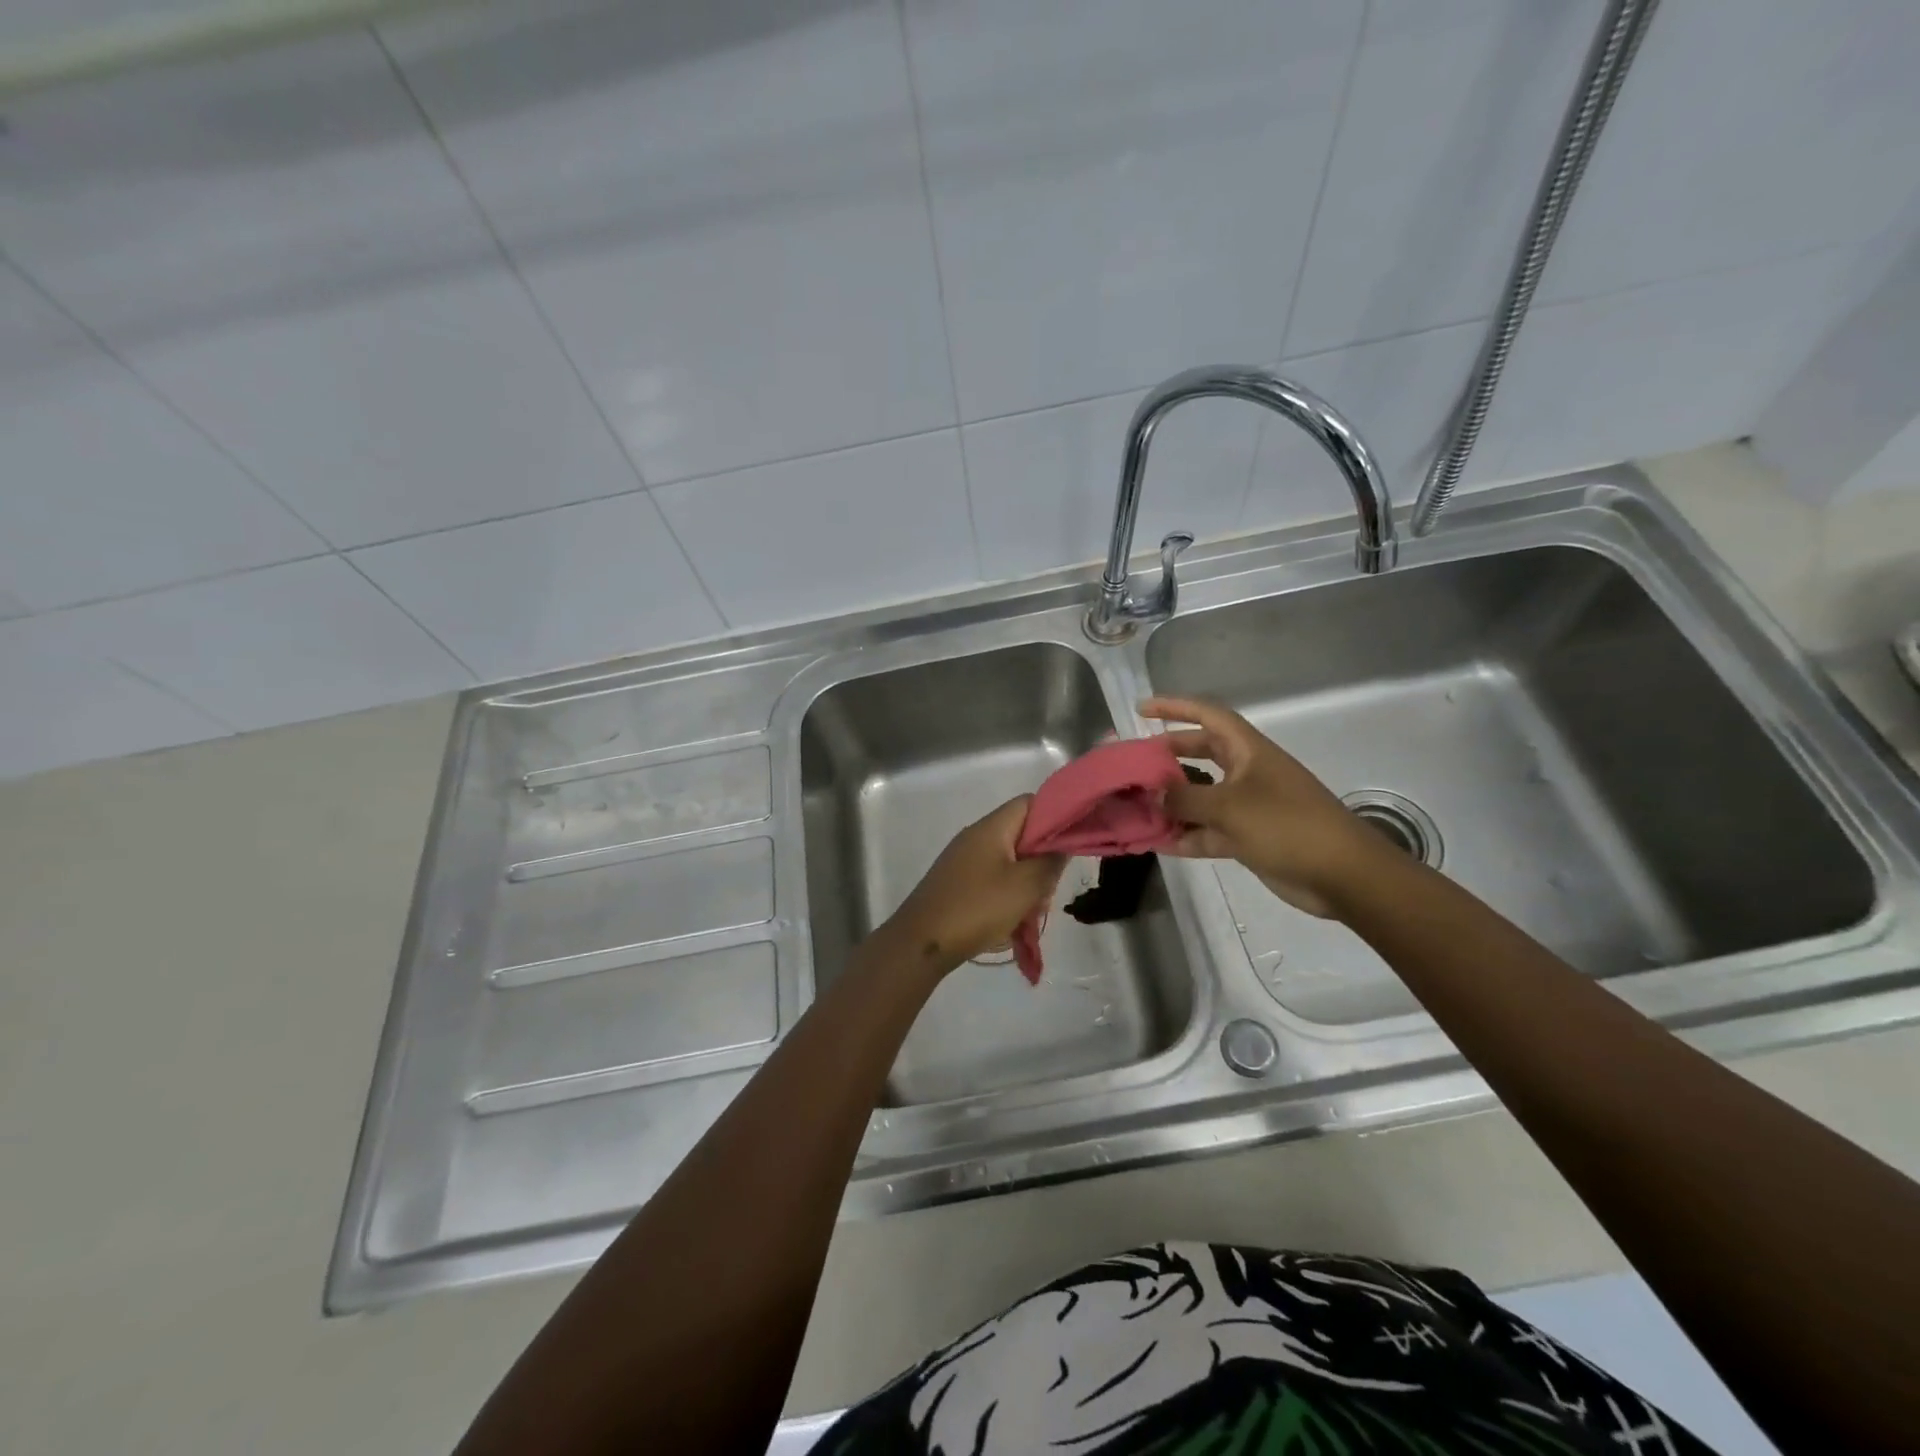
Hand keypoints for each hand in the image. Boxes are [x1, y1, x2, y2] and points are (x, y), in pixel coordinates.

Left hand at [879, 798, 1065, 973]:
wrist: (921, 943)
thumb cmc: (977, 908)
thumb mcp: (1025, 886)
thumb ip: (1050, 861)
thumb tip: (1062, 844)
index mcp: (991, 828)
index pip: (1030, 803)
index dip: (1055, 816)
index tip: (1073, 842)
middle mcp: (976, 837)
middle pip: (1021, 834)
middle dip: (1042, 860)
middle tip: (1050, 889)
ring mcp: (963, 861)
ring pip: (1009, 862)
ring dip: (1026, 884)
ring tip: (1032, 912)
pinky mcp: (957, 883)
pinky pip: (992, 880)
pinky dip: (1007, 896)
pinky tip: (1013, 922)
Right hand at [1140, 696, 1391, 917]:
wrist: (1342, 875)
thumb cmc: (1287, 825)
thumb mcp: (1229, 807)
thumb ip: (1185, 798)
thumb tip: (1153, 793)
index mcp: (1248, 751)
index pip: (1208, 716)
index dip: (1174, 707)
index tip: (1141, 709)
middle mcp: (1247, 773)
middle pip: (1200, 754)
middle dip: (1167, 757)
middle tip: (1133, 764)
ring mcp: (1248, 807)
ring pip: (1201, 797)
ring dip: (1172, 802)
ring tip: (1136, 806)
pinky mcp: (1249, 838)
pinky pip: (1208, 831)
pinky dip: (1185, 836)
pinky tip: (1157, 843)